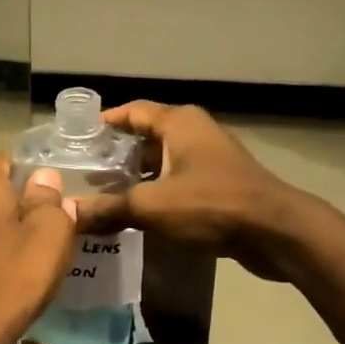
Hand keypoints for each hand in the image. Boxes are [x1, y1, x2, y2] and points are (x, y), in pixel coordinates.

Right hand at [72, 102, 301, 280]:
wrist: (276, 232)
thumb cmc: (212, 204)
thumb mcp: (152, 206)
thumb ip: (108, 208)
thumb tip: (68, 214)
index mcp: (179, 123)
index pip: (132, 111)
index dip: (104, 122)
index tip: (76, 139)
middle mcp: (194, 132)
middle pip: (146, 136)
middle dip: (115, 154)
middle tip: (83, 173)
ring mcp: (210, 159)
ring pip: (162, 161)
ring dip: (135, 176)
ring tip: (103, 195)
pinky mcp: (219, 184)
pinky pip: (177, 181)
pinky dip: (156, 192)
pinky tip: (136, 214)